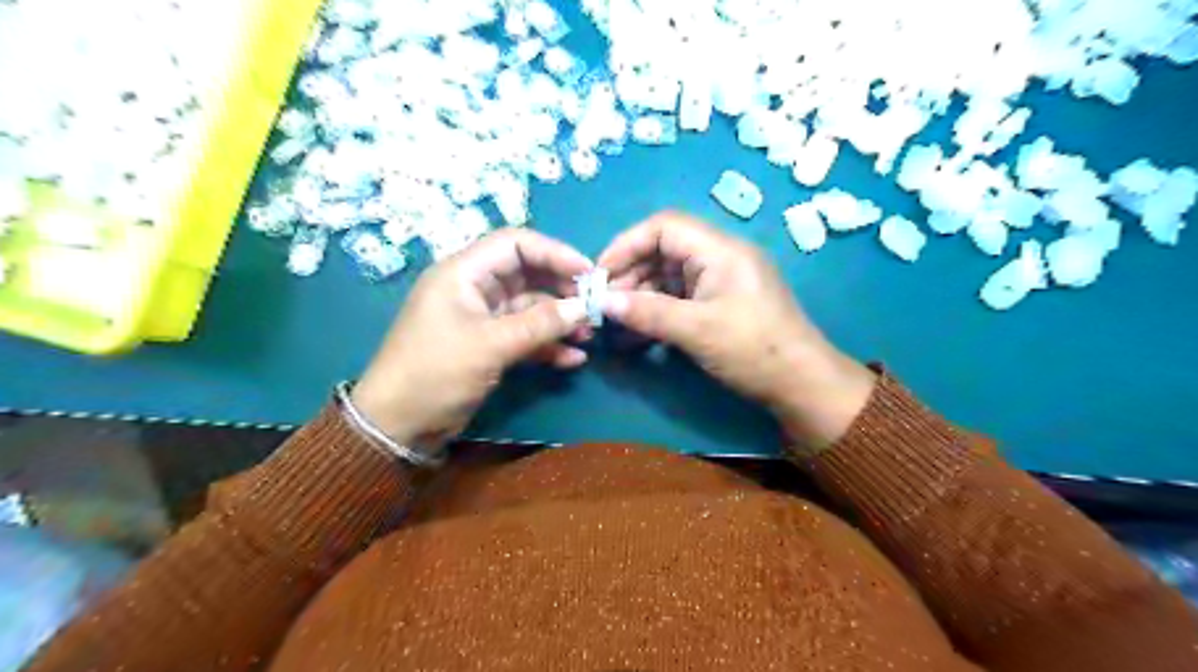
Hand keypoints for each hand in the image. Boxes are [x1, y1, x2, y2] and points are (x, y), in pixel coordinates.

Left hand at [351, 227, 593, 447]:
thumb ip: (540, 323)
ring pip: (529, 307)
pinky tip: (572, 359)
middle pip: (527, 274)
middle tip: (593, 307)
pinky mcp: (488, 345)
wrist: (398, 426)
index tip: (588, 273)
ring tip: (589, 334)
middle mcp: (474, 289)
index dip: (554, 253)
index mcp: (464, 272)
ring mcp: (481, 318)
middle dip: (561, 290)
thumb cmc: (436, 373)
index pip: (515, 244)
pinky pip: (524, 336)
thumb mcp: (491, 345)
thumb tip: (584, 307)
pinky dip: (547, 345)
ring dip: (558, 320)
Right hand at [603, 213, 876, 448]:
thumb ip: (648, 312)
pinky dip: (657, 312)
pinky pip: (680, 298)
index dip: (627, 244)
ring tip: (616, 323)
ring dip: (640, 297)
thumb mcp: (697, 330)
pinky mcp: (720, 304)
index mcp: (720, 250)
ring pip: (669, 277)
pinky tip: (637, 334)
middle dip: (630, 275)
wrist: (801, 384)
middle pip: (663, 251)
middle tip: (604, 305)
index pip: (663, 227)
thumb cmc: (753, 350)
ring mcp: (720, 281)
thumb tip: (604, 303)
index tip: (600, 274)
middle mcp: (719, 257)